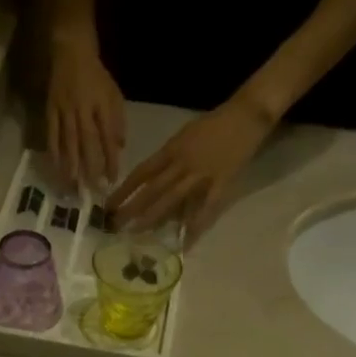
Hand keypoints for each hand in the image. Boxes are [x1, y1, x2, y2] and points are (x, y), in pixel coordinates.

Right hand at [47, 31, 126, 188]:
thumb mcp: (114, 94)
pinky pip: (52, 134)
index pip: (108, 138)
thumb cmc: (97, 76)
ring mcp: (65, 110)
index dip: (111, 160)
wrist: (72, 51)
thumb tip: (120, 148)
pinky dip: (54, 152)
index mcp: (102, 105)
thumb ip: (118, 121)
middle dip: (90, 168)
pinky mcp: (50, 109)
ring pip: (68, 142)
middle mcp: (83, 109)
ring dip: (71, 165)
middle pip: (87, 143)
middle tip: (91, 191)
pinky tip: (55, 168)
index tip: (112, 180)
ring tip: (72, 186)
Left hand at [108, 95, 274, 239]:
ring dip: (153, 217)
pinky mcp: (221, 184)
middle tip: (115, 225)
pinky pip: (205, 208)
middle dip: (132, 208)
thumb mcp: (183, 136)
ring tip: (137, 232)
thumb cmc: (212, 124)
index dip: (124, 190)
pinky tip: (184, 241)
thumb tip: (148, 180)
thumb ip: (166, 158)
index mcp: (171, 150)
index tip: (109, 205)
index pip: (141, 173)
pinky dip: (195, 225)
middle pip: (152, 189)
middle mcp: (182, 163)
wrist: (246, 114)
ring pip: (172, 199)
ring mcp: (201, 174)